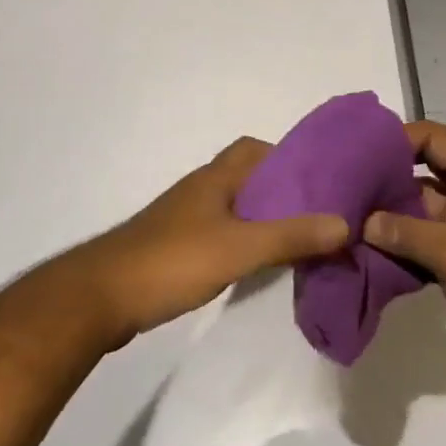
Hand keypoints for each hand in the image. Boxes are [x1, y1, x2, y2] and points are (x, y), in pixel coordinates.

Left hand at [73, 137, 349, 347]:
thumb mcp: (239, 248)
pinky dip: (243, 241)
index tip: (319, 181)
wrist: (100, 297)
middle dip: (281, 192)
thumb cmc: (172, 261)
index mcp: (215, 177)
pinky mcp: (175, 248)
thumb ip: (291, 236)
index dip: (287, 158)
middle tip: (316, 216)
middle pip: (248, 178)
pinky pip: (220, 232)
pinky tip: (256, 265)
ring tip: (297, 241)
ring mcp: (184, 219)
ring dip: (263, 219)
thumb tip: (345, 224)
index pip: (255, 148)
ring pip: (234, 207)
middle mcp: (201, 190)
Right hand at [364, 122, 445, 398]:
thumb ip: (405, 230)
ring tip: (343, 217)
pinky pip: (421, 245)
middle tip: (340, 185)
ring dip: (387, 218)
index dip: (398, 139)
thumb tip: (362, 221)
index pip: (434, 140)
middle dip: (385, 179)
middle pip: (423, 173)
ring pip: (419, 212)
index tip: (357, 151)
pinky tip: (363, 252)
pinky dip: (397, 247)